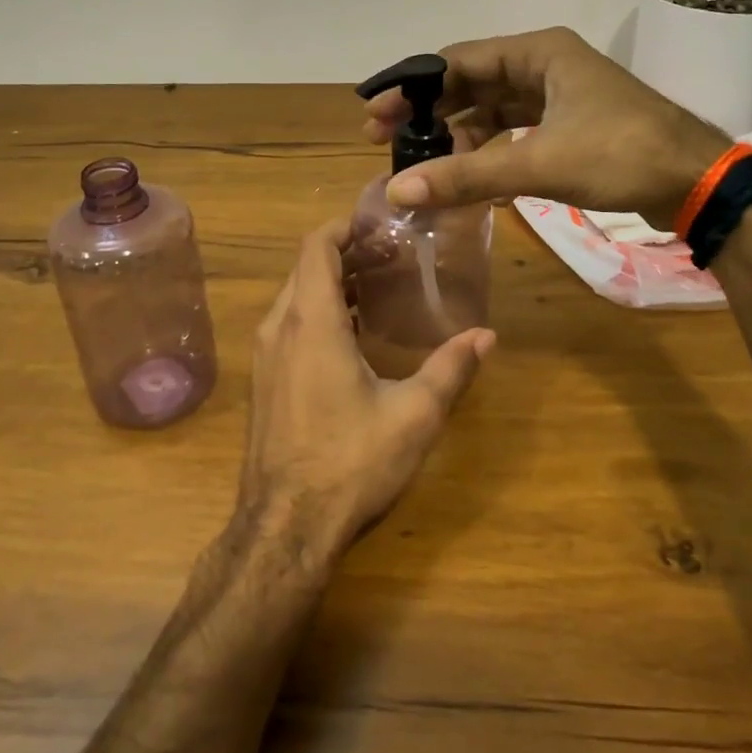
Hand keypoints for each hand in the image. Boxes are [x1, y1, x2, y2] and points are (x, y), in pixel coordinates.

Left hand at [241, 220, 494, 563]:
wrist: (284, 528)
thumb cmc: (349, 463)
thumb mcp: (413, 415)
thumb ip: (450, 369)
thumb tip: (487, 335)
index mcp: (311, 322)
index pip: (317, 247)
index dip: (345, 226)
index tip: (381, 224)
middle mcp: (279, 328)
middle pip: (307, 267)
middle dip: (347, 253)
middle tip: (393, 254)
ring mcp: (266, 356)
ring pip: (296, 297)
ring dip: (333, 283)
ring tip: (380, 286)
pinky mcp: (264, 380)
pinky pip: (289, 325)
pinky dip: (319, 312)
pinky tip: (355, 334)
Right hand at [363, 26, 731, 225]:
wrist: (698, 182)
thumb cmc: (621, 155)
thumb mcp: (539, 163)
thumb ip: (467, 176)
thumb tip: (398, 191)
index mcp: (538, 52)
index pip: (457, 61)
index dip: (412, 88)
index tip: (375, 115)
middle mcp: (544, 64)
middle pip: (470, 83)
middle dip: (429, 112)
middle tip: (385, 141)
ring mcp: (558, 95)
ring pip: (491, 109)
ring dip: (457, 134)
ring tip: (422, 163)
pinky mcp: (568, 124)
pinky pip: (513, 130)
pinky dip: (488, 149)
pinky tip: (467, 174)